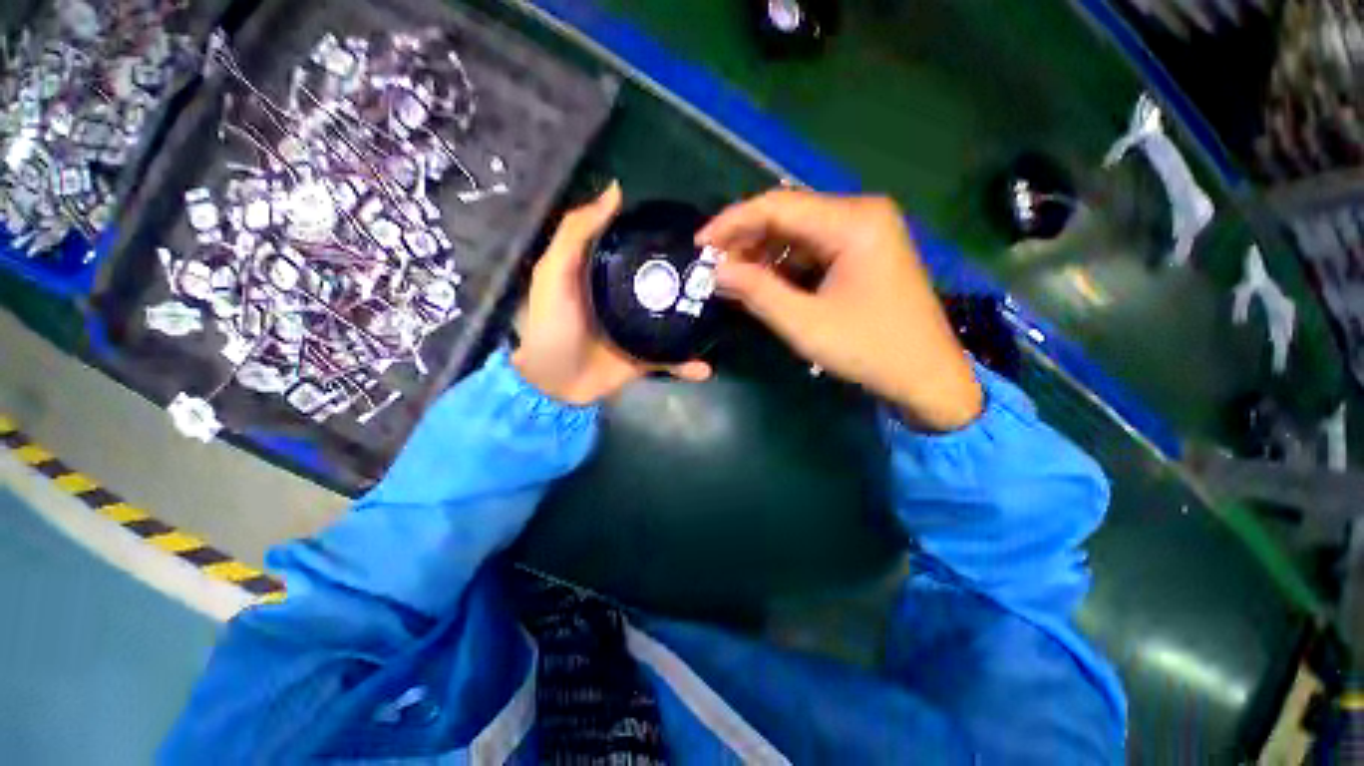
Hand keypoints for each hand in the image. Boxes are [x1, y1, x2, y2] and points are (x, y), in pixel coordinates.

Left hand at [513, 182, 711, 404]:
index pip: (642, 249)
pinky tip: (706, 366)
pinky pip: (671, 360)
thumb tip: (615, 190)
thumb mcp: (555, 272)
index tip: (694, 228)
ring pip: (674, 321)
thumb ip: (577, 233)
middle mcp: (628, 300)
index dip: (663, 236)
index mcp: (609, 275)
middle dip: (691, 278)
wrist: (553, 386)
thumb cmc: (552, 326)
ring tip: (724, 314)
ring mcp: (639, 332)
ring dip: (696, 320)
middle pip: (664, 285)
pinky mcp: (644, 360)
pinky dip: (687, 365)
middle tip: (721, 270)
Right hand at [698, 189, 982, 431]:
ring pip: (797, 233)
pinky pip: (812, 249)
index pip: (777, 206)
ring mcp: (865, 232)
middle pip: (787, 215)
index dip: (732, 223)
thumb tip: (716, 271)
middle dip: (746, 240)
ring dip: (762, 254)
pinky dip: (783, 265)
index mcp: (853, 222)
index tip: (699, 245)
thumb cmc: (870, 350)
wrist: (927, 376)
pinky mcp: (862, 252)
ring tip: (733, 279)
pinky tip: (763, 283)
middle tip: (714, 268)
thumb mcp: (805, 324)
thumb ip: (757, 293)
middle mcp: (860, 214)